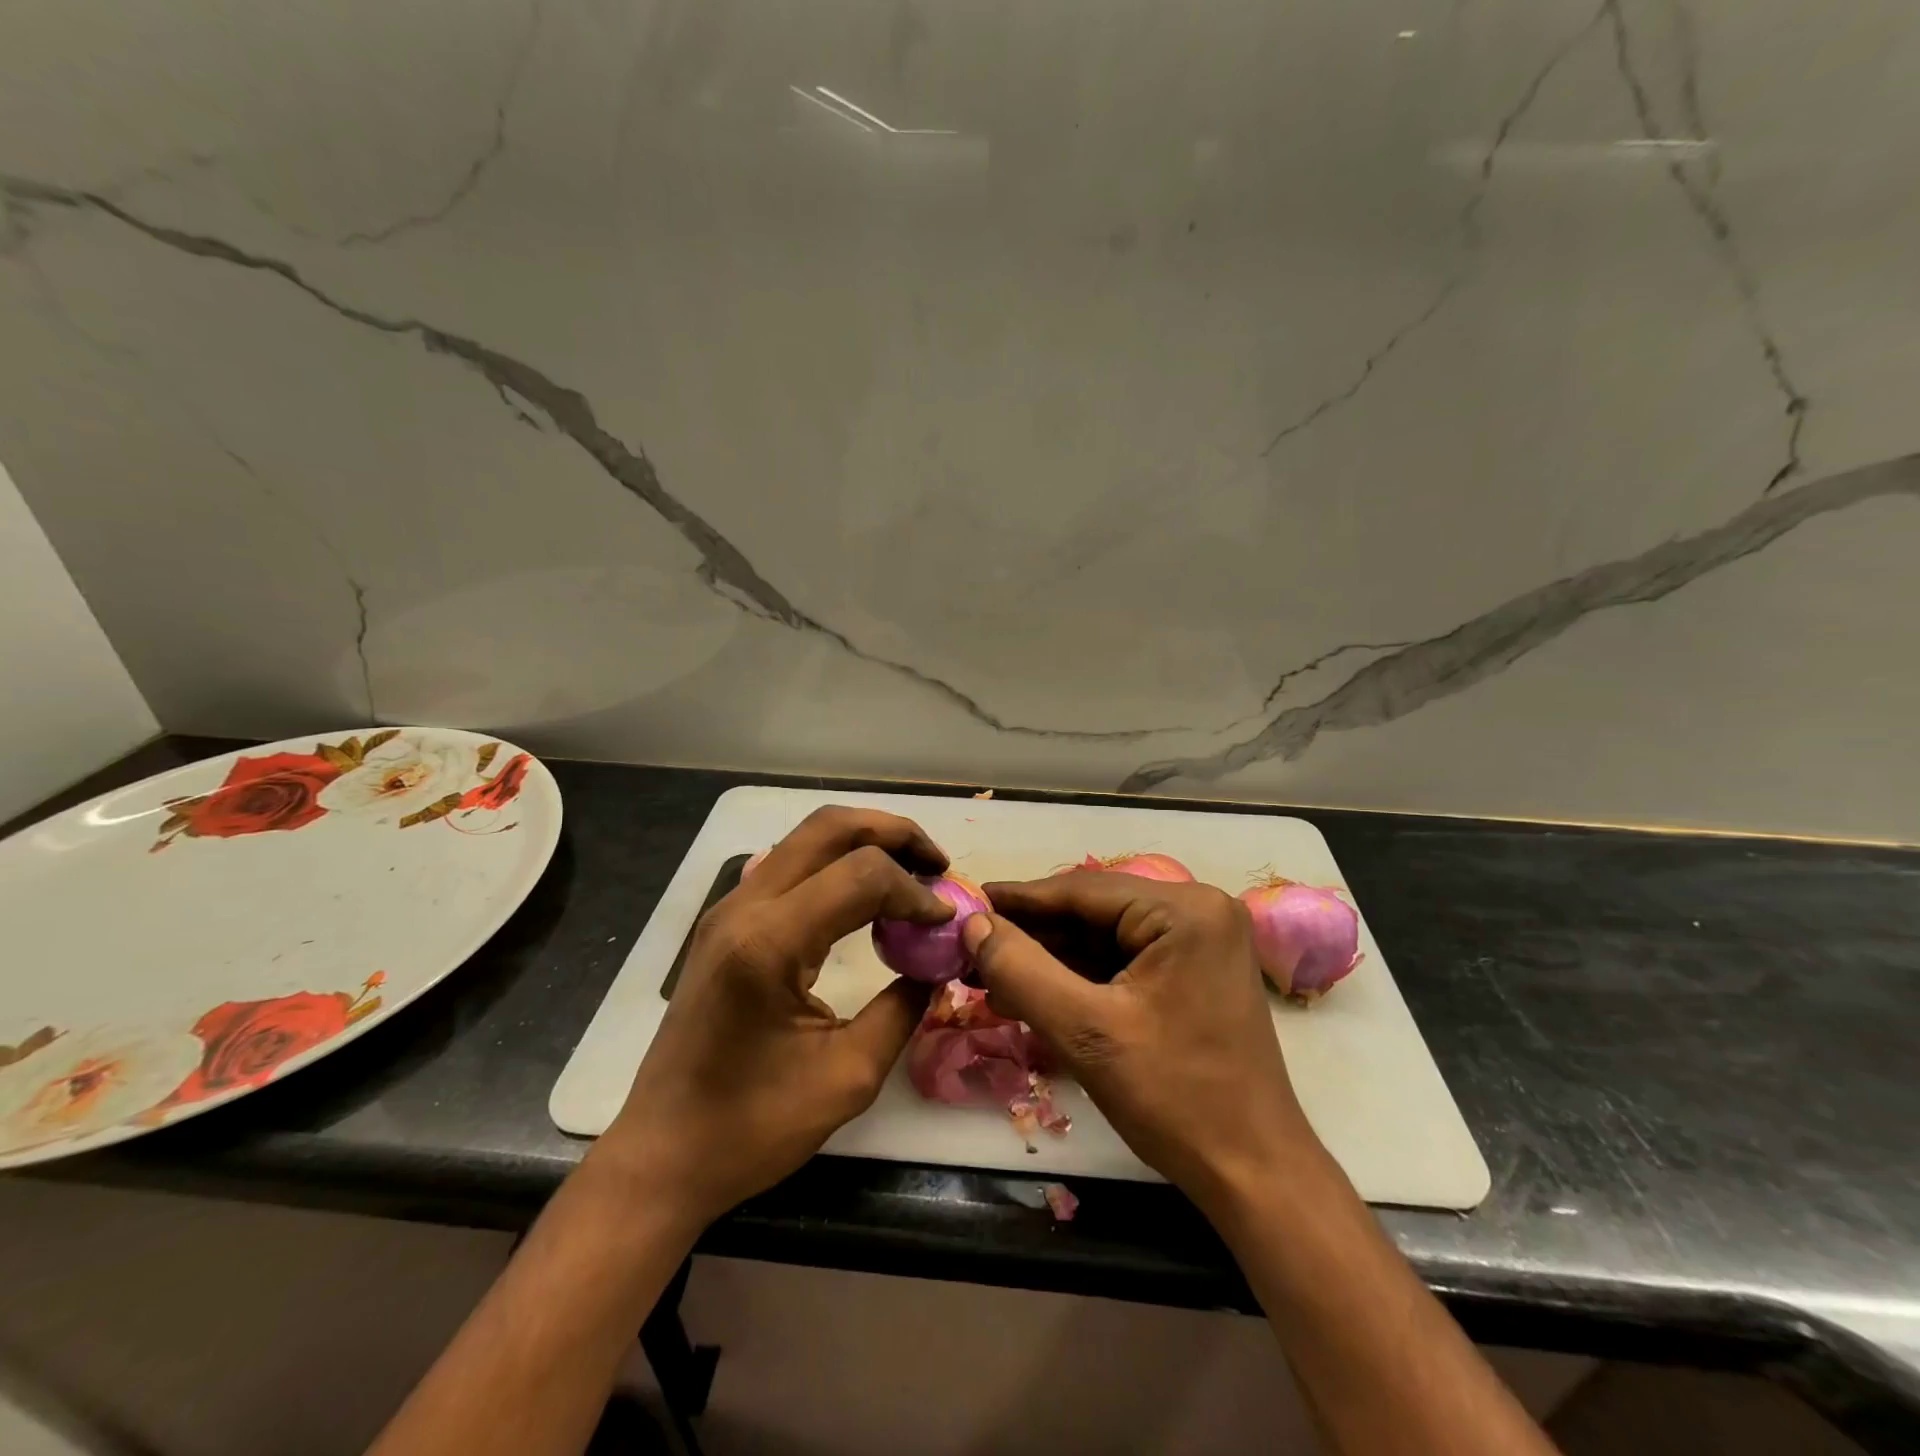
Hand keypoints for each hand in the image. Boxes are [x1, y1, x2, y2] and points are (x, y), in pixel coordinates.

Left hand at [594, 807, 951, 1226]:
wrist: (662, 1154)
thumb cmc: (752, 1127)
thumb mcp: (848, 1077)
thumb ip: (902, 1009)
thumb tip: (937, 965)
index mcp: (769, 943)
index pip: (862, 875)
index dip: (915, 890)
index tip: (945, 922)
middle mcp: (745, 907)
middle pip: (830, 827)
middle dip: (895, 834)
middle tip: (938, 865)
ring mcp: (729, 908)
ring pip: (808, 838)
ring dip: (865, 843)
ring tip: (911, 873)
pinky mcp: (726, 921)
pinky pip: (789, 864)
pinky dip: (835, 862)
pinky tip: (861, 896)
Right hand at [964, 873, 1323, 1214]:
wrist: (1254, 1174)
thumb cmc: (1175, 1098)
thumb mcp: (1085, 1032)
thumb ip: (1022, 970)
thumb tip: (973, 925)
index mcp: (1184, 910)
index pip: (1082, 890)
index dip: (1018, 901)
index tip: (967, 905)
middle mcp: (1197, 910)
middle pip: (1093, 911)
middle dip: (1033, 936)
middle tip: (973, 950)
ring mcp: (1199, 941)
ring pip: (1105, 936)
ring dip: (1051, 959)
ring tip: (991, 976)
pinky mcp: (1194, 970)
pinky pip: (1124, 959)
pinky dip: (1080, 977)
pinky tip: (1035, 992)